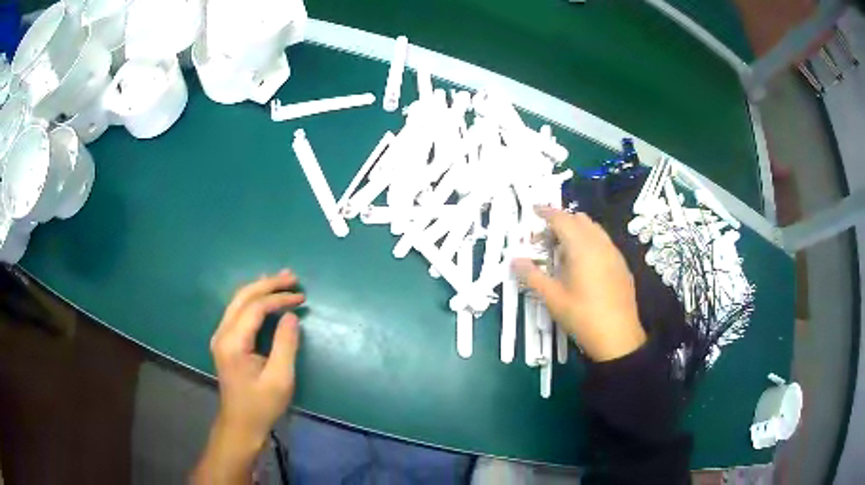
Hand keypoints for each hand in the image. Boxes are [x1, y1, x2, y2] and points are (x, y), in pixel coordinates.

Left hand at [192, 270, 304, 483]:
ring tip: (281, 280)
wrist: (241, 424)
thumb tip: (291, 316)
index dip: (278, 298)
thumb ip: (286, 344)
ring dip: (260, 288)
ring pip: (238, 301)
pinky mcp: (225, 342)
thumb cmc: (262, 405)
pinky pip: (238, 311)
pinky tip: (264, 296)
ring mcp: (221, 336)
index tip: (301, 297)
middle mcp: (222, 333)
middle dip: (268, 284)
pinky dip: (254, 300)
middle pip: (243, 297)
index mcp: (233, 342)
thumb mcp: (280, 378)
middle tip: (292, 277)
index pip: (255, 308)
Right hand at [513, 208, 645, 361]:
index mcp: (581, 247)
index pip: (562, 219)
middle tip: (544, 238)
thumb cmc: (582, 316)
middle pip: (579, 220)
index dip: (546, 212)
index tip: (534, 210)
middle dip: (561, 222)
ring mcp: (614, 254)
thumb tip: (514, 261)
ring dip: (577, 231)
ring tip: (562, 250)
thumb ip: (532, 276)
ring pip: (594, 230)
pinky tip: (584, 264)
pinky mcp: (622, 265)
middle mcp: (600, 244)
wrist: (618, 337)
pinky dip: (590, 242)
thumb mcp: (553, 298)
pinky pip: (604, 242)